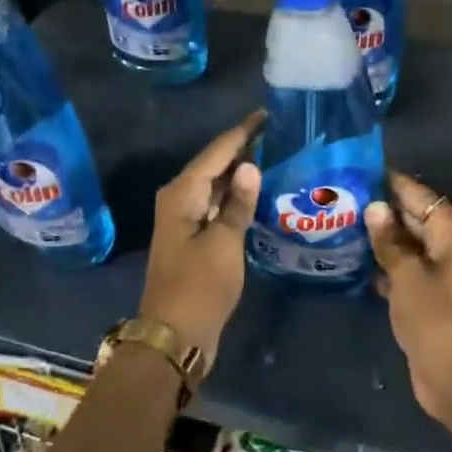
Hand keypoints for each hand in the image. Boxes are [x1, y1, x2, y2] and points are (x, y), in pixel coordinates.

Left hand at [138, 113, 264, 364]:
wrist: (174, 336)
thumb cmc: (199, 287)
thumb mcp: (224, 243)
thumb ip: (238, 204)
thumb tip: (250, 167)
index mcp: (182, 194)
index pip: (216, 152)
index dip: (242, 133)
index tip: (266, 114)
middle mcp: (179, 200)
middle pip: (214, 165)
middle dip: (242, 149)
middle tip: (277, 132)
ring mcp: (185, 220)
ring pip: (215, 185)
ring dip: (240, 173)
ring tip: (274, 154)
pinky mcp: (193, 238)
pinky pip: (216, 205)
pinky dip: (236, 197)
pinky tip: (258, 193)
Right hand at [365, 171, 451, 424]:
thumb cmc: (435, 319)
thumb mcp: (407, 275)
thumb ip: (389, 240)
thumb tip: (375, 208)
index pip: (420, 195)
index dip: (391, 182)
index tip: (360, 169)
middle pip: (416, 217)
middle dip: (383, 209)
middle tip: (344, 196)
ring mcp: (444, 272)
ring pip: (409, 244)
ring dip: (382, 237)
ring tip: (344, 222)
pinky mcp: (433, 295)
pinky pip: (408, 268)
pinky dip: (387, 264)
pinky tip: (358, 259)